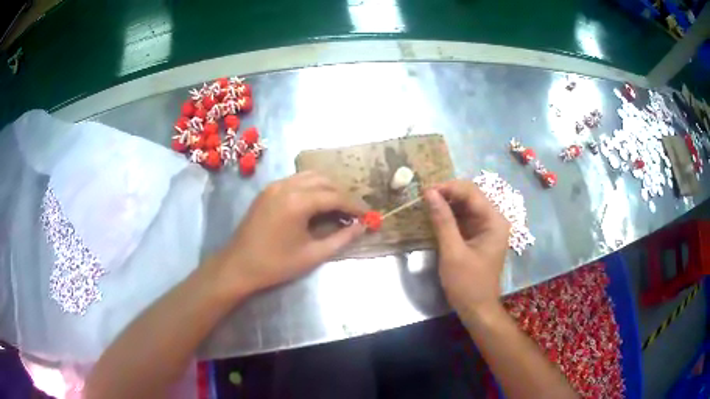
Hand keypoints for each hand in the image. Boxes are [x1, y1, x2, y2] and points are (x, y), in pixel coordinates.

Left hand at [210, 172, 365, 298]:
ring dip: (328, 188)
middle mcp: (287, 186)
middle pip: (325, 181)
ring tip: (338, 207)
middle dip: (343, 195)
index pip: (335, 197)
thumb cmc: (276, 264)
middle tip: (354, 212)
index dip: (355, 205)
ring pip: (310, 176)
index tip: (368, 215)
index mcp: (297, 202)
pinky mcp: (268, 190)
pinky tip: (316, 203)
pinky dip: (312, 187)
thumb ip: (341, 238)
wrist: (238, 265)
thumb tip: (362, 227)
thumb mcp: (312, 255)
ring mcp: (275, 185)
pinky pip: (296, 180)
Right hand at [424, 181, 509, 314]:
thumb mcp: (453, 252)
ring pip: (465, 206)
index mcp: (494, 221)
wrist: (477, 309)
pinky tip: (434, 216)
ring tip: (425, 204)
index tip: (424, 191)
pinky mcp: (477, 236)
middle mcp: (493, 220)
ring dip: (446, 204)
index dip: (448, 188)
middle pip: (470, 196)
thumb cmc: (467, 283)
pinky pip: (463, 218)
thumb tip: (429, 193)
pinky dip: (449, 216)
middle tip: (423, 197)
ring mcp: (486, 228)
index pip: (471, 193)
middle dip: (447, 194)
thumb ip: (442, 220)